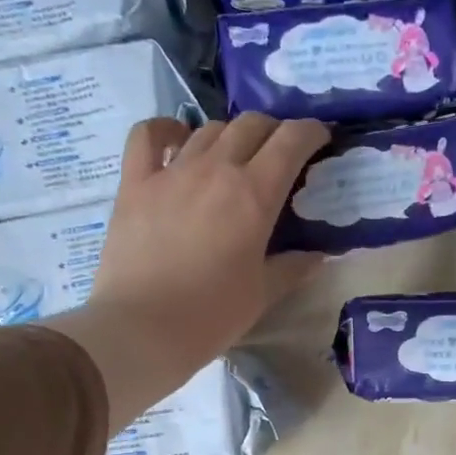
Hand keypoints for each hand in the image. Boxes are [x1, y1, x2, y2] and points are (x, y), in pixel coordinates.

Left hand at [45, 114, 324, 428]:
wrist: (142, 329)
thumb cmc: (212, 315)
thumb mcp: (263, 294)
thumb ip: (293, 267)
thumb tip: (317, 256)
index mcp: (255, 195)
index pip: (291, 141)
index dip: (311, 132)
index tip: (320, 140)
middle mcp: (216, 169)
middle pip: (251, 125)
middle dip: (274, 131)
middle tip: (281, 154)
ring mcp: (172, 172)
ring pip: (209, 128)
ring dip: (231, 135)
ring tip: (236, 157)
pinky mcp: (135, 182)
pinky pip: (149, 135)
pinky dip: (168, 130)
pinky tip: (179, 140)